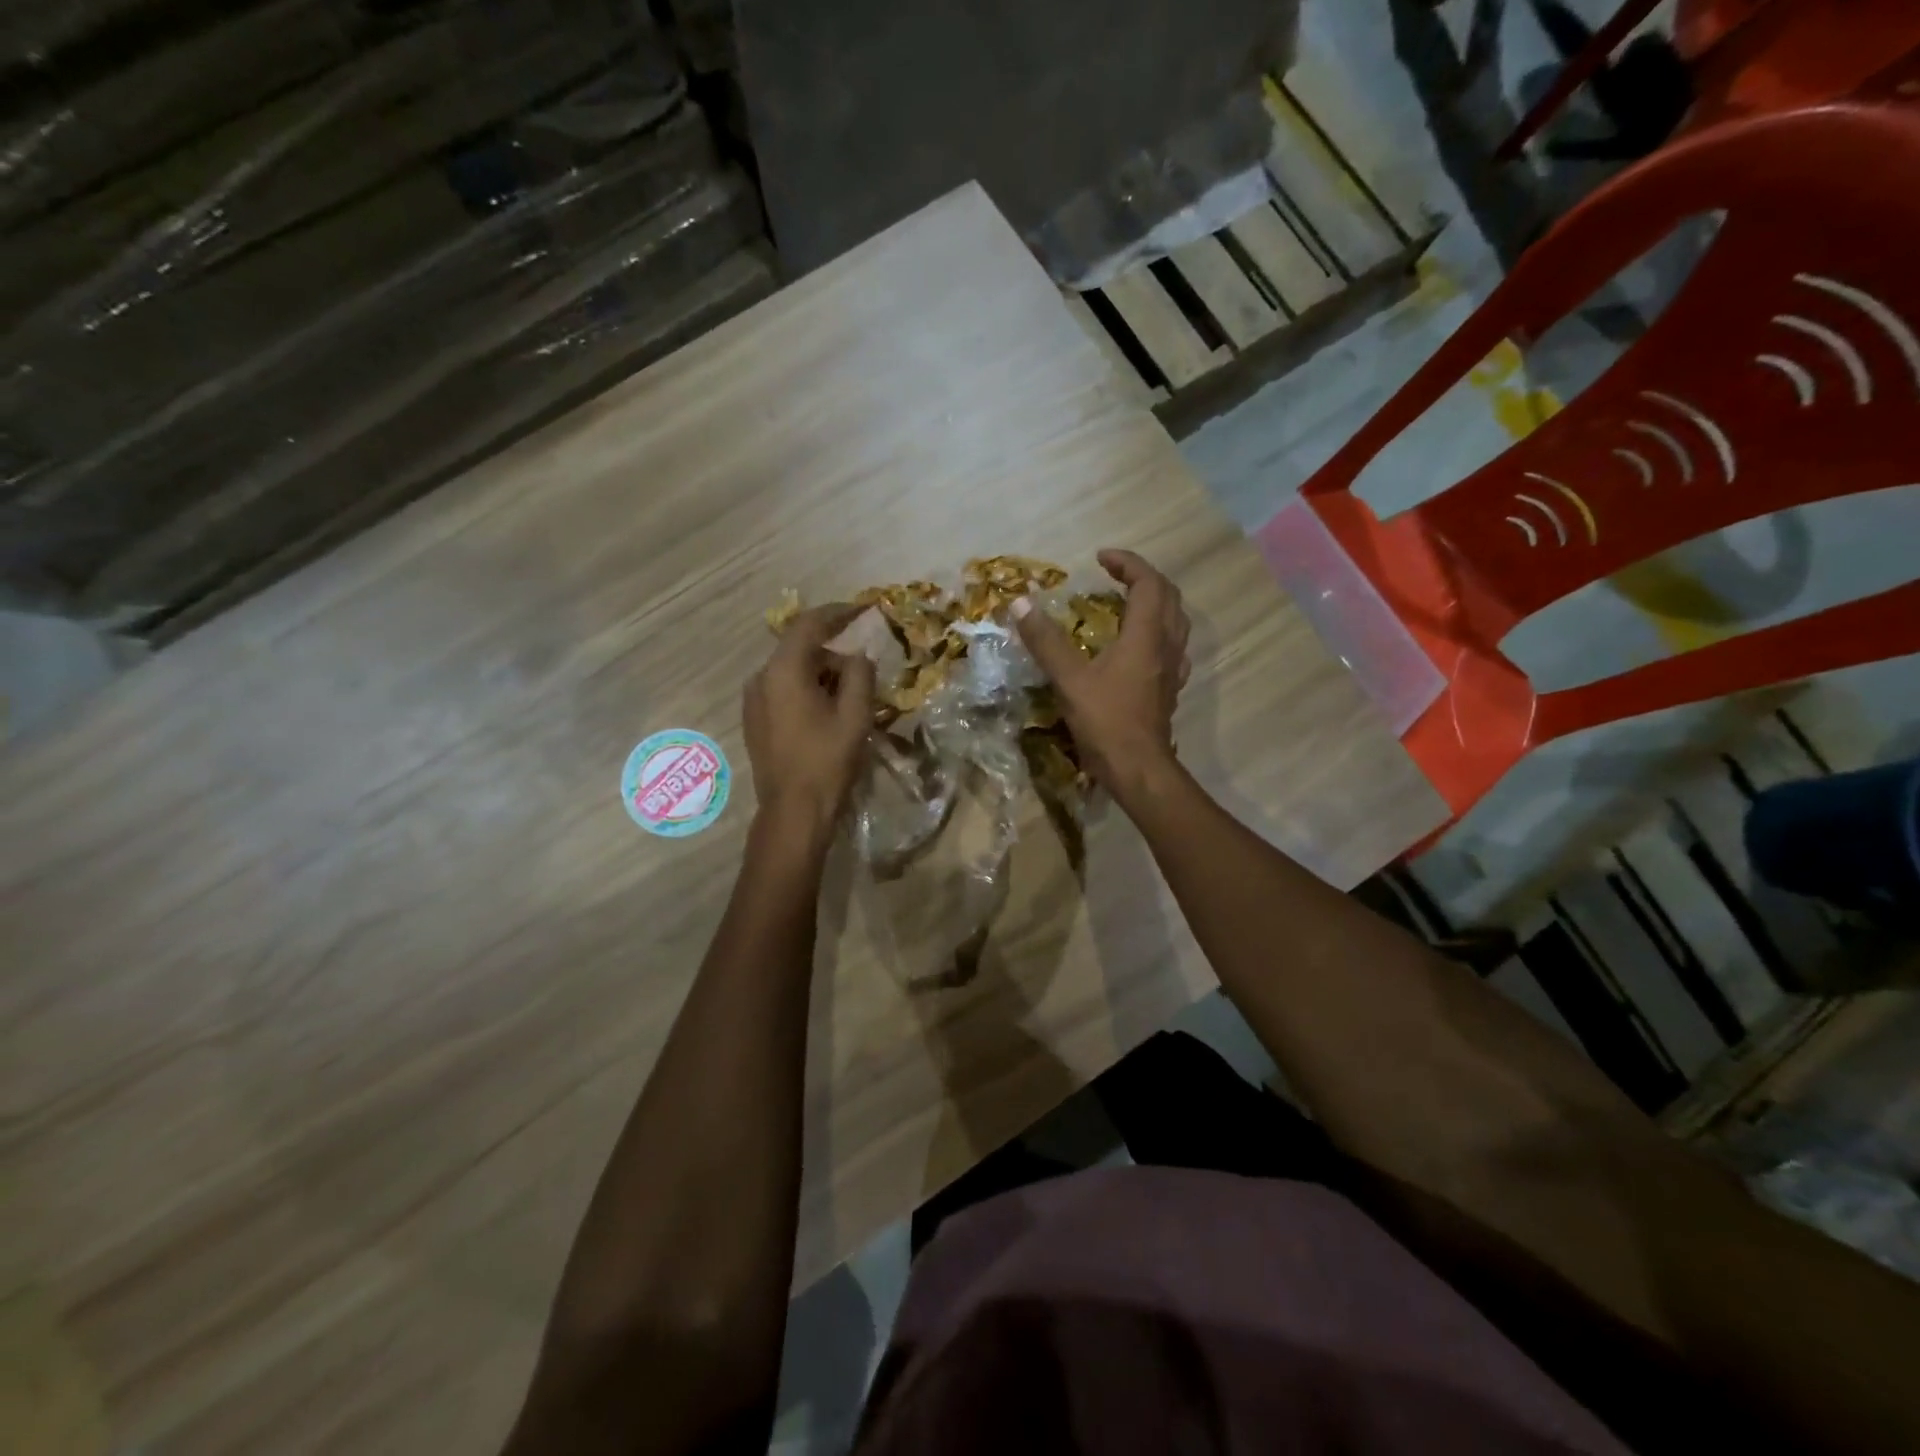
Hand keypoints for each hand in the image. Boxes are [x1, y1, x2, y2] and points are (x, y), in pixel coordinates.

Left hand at [745, 604, 876, 832]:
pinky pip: (783, 691)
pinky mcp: (754, 721)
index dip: (839, 612)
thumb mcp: (855, 715)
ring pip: (792, 672)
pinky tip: (826, 714)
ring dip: (821, 675)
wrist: (793, 811)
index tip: (865, 609)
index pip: (810, 624)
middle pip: (801, 649)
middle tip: (864, 674)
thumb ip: (860, 675)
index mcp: (783, 671)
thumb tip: (858, 655)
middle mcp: (761, 678)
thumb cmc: (827, 761)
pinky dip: (806, 691)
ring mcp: (753, 701)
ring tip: (849, 699)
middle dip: (834, 654)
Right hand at [1012, 548, 1189, 800]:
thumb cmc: (1106, 721)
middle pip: (1167, 596)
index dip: (1126, 563)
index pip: (1147, 582)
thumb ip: (1045, 640)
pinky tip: (1141, 647)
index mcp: (1146, 635)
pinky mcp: (1169, 689)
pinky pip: (1172, 648)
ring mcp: (1172, 669)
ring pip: (1176, 622)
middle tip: (1113, 576)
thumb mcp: (1069, 679)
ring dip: (1155, 604)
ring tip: (1127, 604)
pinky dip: (1157, 634)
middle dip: (1142, 578)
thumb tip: (1020, 603)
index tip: (1100, 559)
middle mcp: (1166, 646)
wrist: (1138, 769)